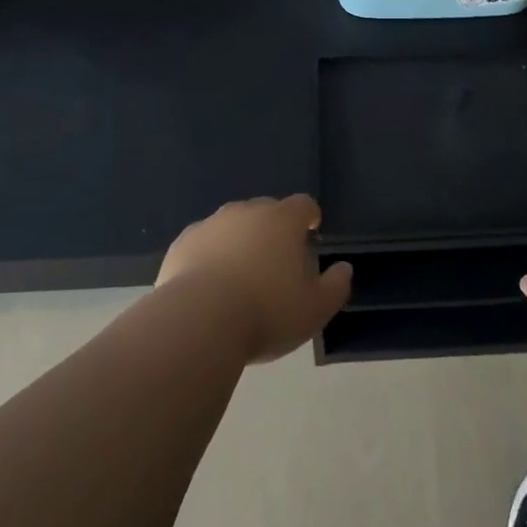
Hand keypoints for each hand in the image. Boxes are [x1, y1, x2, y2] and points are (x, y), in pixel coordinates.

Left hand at [156, 195, 352, 362]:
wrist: (198, 322)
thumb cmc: (266, 312)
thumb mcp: (315, 309)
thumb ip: (336, 286)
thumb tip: (344, 269)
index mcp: (282, 220)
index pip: (303, 204)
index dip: (309, 217)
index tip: (310, 233)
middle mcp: (246, 212)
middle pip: (266, 211)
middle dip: (273, 229)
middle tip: (276, 261)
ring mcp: (211, 225)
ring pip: (232, 225)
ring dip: (240, 241)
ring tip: (241, 275)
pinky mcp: (182, 244)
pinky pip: (204, 243)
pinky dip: (210, 255)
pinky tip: (209, 285)